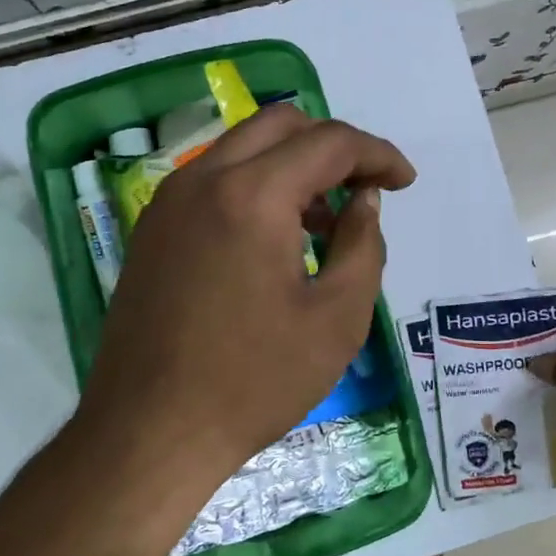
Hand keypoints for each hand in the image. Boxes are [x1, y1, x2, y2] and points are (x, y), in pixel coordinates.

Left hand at [75, 105, 415, 491]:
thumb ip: (362, 244)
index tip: (404, 183)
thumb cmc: (255, 381)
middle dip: (332, 145)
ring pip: (242, 148)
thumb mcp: (337, 318)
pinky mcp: (153, 229)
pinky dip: (255, 186)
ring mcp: (169, 202)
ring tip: (324, 221)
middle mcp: (203, 179)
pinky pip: (214, 181)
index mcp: (251, 195)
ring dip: (292, 164)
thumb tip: (363, 201)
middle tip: (363, 189)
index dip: (378, 155)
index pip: (329, 142)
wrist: (151, 431)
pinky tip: (275, 239)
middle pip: (280, 124)